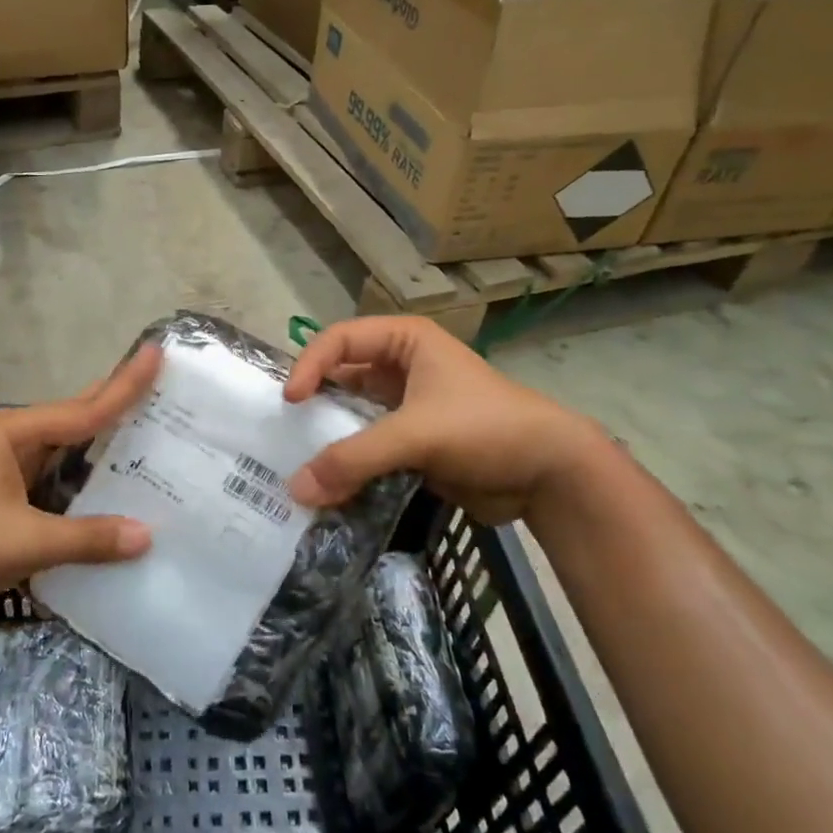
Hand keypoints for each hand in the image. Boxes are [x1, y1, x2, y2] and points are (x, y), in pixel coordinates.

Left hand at [0, 344, 163, 629]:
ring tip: (147, 438)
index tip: (157, 354)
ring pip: (63, 451)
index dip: (125, 385)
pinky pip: (50, 479)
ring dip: (100, 448)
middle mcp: (10, 440)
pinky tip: (105, 490)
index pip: (85, 408)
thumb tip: (147, 536)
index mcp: (14, 432)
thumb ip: (88, 538)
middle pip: (74, 420)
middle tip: (161, 391)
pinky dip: (79, 481)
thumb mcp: (26, 541)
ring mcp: (1, 468)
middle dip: (115, 405)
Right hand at [283, 317, 601, 524]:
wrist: (550, 475)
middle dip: (314, 406)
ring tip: (298, 464)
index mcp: (405, 341)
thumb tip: (294, 491)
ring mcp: (406, 407)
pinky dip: (348, 465)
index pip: (339, 340)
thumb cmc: (485, 428)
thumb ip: (354, 459)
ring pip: (353, 417)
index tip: (291, 402)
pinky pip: (368, 448)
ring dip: (328, 440)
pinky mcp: (412, 443)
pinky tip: (328, 485)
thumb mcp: (416, 434)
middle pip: (341, 378)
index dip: (310, 365)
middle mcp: (401, 367)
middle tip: (282, 434)